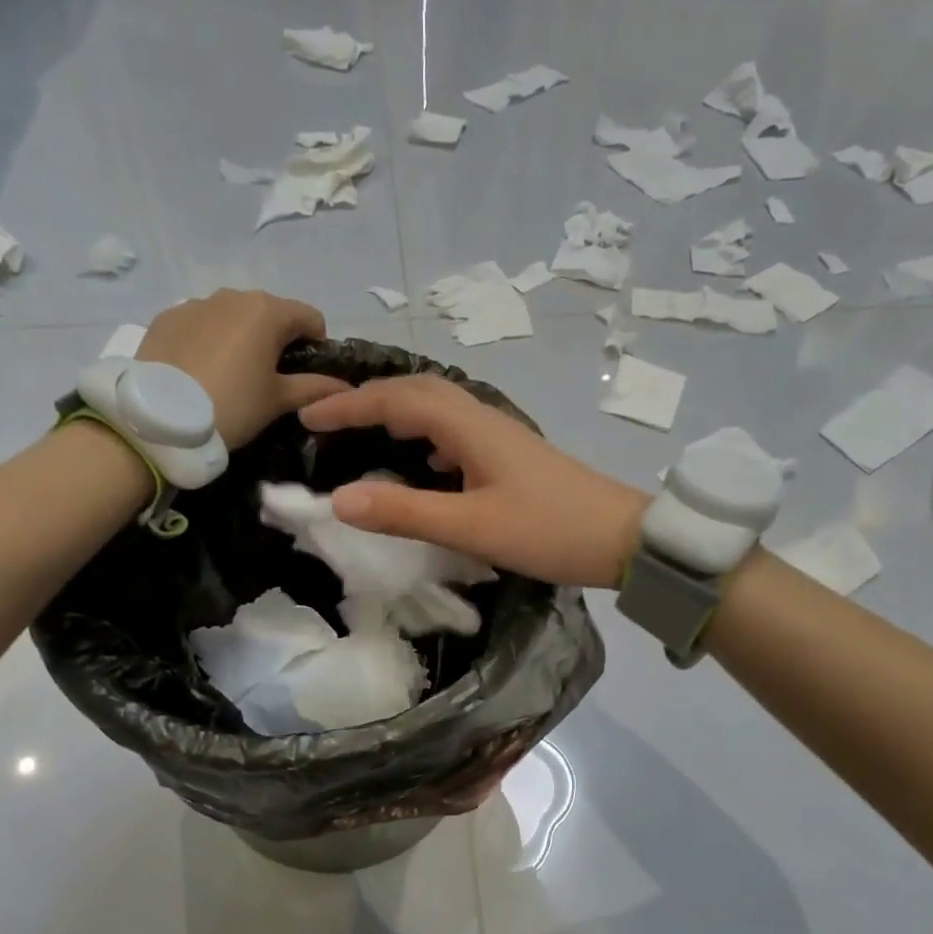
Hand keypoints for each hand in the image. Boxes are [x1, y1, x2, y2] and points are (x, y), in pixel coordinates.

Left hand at [136, 290, 348, 449]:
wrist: (159, 420)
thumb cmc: (233, 405)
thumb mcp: (279, 401)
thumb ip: (315, 388)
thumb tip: (345, 386)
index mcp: (267, 311)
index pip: (311, 318)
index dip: (316, 347)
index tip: (305, 376)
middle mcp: (233, 295)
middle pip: (270, 313)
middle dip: (276, 340)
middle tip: (268, 379)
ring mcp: (195, 304)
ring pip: (233, 317)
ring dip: (241, 338)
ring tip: (230, 376)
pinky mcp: (166, 318)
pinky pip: (201, 324)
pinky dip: (209, 341)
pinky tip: (200, 372)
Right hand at [298, 375, 649, 588]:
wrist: (625, 540)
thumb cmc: (549, 531)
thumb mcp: (472, 527)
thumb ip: (405, 513)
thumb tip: (338, 499)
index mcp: (471, 428)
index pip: (398, 399)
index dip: (350, 405)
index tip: (307, 416)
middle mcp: (484, 421)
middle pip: (419, 393)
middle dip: (371, 400)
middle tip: (331, 420)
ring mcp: (503, 438)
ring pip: (440, 410)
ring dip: (399, 414)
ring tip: (366, 434)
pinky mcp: (514, 458)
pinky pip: (458, 434)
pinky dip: (428, 438)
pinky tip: (426, 463)